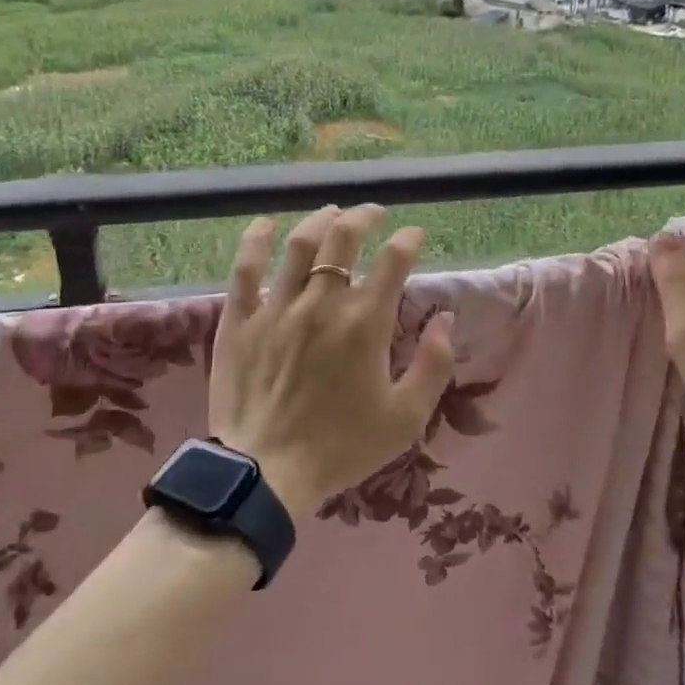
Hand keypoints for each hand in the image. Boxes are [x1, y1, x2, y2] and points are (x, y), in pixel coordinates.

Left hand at [209, 205, 454, 522]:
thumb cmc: (341, 447)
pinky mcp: (240, 319)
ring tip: (332, 212)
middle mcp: (321, 303)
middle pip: (344, 238)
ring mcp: (276, 307)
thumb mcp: (406, 417)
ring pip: (299, 244)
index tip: (415, 235)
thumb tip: (443, 318)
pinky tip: (265, 224)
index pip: (393, 261)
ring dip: (320, 220)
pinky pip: (246, 268)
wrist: (266, 472)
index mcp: (365, 323)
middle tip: (375, 214)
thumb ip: (433, 364)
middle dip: (364, 217)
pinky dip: (256, 240)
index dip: (408, 239)